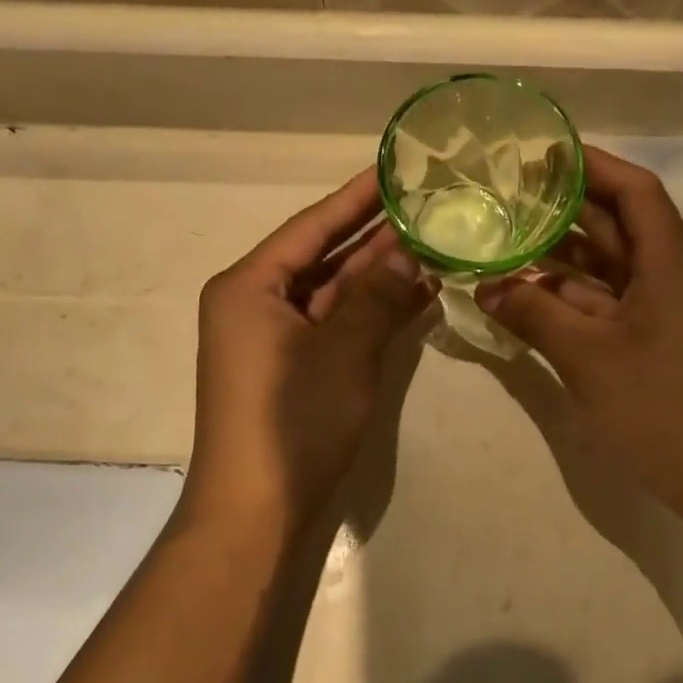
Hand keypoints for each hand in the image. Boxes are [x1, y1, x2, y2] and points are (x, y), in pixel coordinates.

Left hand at [189, 171, 435, 528]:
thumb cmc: (293, 420)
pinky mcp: (296, 371)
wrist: (258, 514)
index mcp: (249, 287)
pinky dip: (373, 313)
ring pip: (334, 293)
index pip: (311, 226)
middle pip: (322, 257)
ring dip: (379, 274)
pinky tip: (419, 294)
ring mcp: (276, 341)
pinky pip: (337, 327)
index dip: (355, 197)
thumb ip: (377, 296)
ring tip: (433, 242)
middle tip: (424, 203)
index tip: (392, 169)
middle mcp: (256, 305)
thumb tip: (408, 253)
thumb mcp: (343, 350)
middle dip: (373, 235)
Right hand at [477, 147, 682, 521]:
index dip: (591, 165)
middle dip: (565, 209)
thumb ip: (533, 315)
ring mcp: (669, 310)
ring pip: (611, 267)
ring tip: (508, 239)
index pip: (633, 190)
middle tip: (510, 194)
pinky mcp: (661, 340)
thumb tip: (485, 286)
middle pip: (618, 225)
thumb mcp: (588, 358)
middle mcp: (674, 275)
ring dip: (563, 257)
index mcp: (671, 263)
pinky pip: (612, 302)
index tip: (544, 153)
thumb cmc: (662, 408)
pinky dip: (574, 297)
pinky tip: (531, 295)